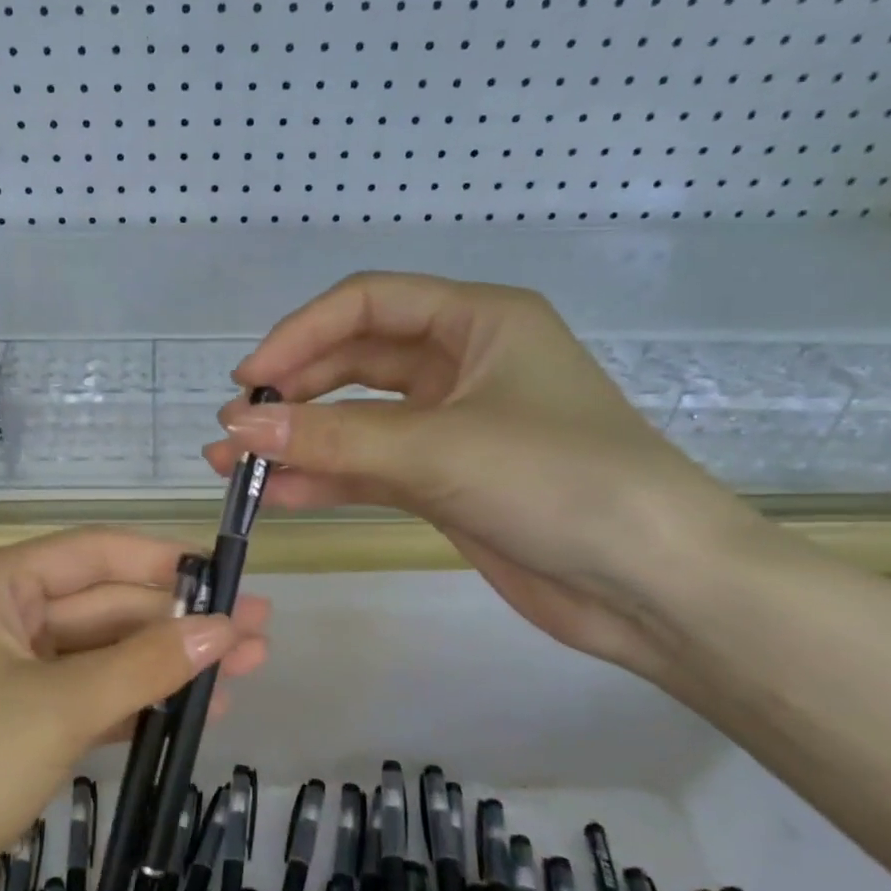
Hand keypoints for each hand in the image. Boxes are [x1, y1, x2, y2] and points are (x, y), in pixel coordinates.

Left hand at [0, 528, 270, 890]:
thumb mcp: (64, 705)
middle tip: (258, 635)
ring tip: (245, 672)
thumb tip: (225, 627)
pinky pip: (87, 695)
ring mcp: (7, 672)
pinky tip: (193, 711)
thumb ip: (148, 662)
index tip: (231, 578)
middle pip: (104, 604)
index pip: (95, 552)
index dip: (165, 563)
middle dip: (178, 621)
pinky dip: (136, 701)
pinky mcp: (15, 723)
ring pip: (101, 653)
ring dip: (165, 663)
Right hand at [205, 271, 756, 675]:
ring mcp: (450, 427)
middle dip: (293, 392)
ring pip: (356, 420)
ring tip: (235, 465)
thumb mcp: (440, 449)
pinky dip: (326, 479)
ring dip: (299, 440)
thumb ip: (334, 439)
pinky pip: (369, 469)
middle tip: (237, 428)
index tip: (249, 378)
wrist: (654, 586)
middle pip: (354, 361)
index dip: (300, 334)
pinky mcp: (443, 482)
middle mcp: (461, 364)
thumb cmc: (562, 483)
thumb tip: (239, 428)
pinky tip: (279, 496)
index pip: (368, 304)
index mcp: (479, 321)